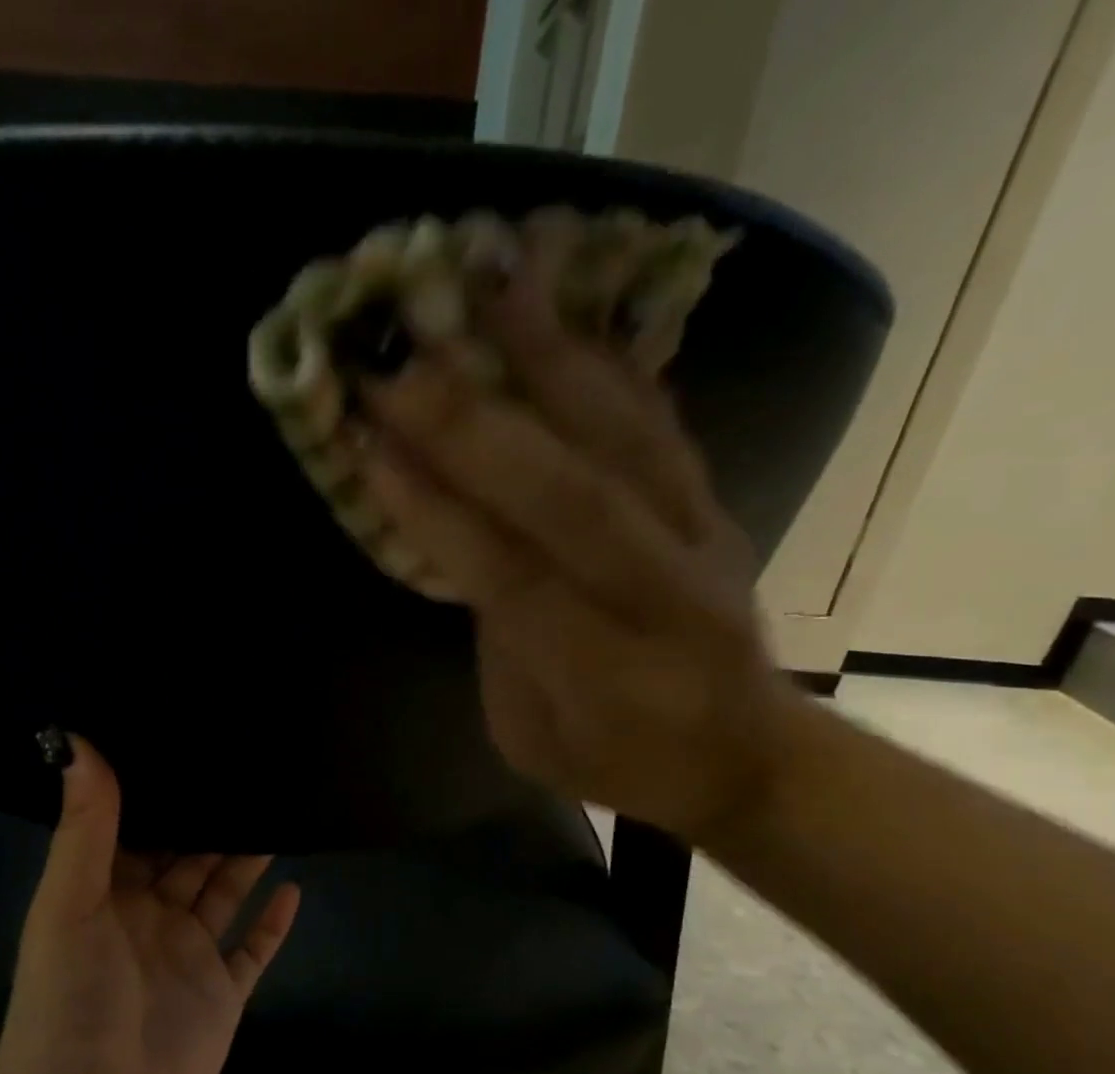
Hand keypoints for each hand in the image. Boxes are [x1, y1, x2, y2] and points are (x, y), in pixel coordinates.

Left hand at [0, 738, 300, 1073]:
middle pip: (189, 856)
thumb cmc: (69, 1002)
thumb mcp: (69, 904)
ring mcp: (188, 957)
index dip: (161, 792)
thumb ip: (84, 827)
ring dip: (246, 859)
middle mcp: (149, 919)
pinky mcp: (222, 994)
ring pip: (224, 894)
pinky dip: (273, 923)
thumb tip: (76, 740)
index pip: (137, 830)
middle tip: (250, 768)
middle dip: (213, 818)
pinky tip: (294, 888)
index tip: (191, 744)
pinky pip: (253, 949)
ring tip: (279, 811)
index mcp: (107, 895)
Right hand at [358, 244, 809, 843]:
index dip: (438, 510)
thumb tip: (463, 543)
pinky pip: (661, 423)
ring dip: (552, 351)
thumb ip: (499, 646)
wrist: (745, 754)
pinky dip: (610, 359)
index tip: (369, 442)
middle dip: (472, 420)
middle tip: (399, 350)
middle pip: (569, 491)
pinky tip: (567, 302)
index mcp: (605, 673)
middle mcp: (663, 594)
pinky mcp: (714, 505)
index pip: (513, 576)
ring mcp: (701, 538)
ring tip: (493, 270)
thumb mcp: (532, 740)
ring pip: (624, 436)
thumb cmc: (621, 762)